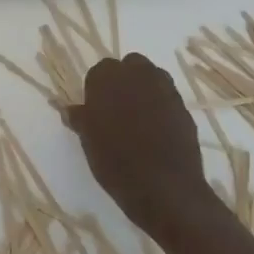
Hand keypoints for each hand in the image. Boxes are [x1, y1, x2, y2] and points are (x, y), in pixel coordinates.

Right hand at [66, 53, 212, 240]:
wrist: (164, 187)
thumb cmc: (115, 161)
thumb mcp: (88, 141)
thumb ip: (80, 118)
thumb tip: (70, 109)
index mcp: (108, 78)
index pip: (99, 71)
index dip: (98, 90)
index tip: (96, 110)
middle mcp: (138, 74)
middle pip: (130, 66)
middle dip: (125, 81)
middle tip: (117, 110)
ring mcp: (165, 89)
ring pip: (153, 78)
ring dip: (145, 90)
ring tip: (138, 119)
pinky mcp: (184, 107)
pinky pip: (168, 99)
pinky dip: (162, 108)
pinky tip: (157, 132)